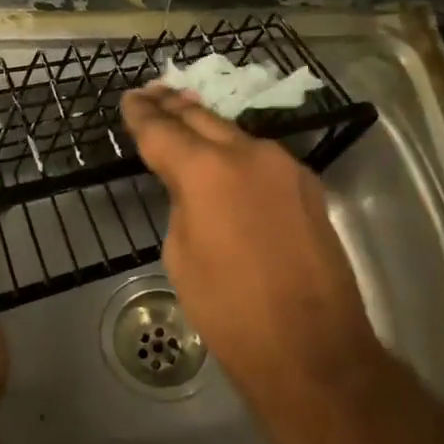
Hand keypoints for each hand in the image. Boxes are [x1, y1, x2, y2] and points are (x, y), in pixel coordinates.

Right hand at [121, 85, 395, 443]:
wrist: (313, 351)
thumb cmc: (230, 312)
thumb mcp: (182, 256)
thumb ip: (183, 205)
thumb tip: (194, 191)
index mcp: (207, 170)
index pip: (162, 130)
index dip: (142, 114)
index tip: (129, 99)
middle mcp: (249, 154)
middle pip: (201, 118)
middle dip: (173, 106)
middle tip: (152, 93)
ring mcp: (285, 167)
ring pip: (235, 135)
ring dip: (207, 127)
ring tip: (185, 116)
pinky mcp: (308, 187)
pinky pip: (261, 159)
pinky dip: (237, 153)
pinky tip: (226, 159)